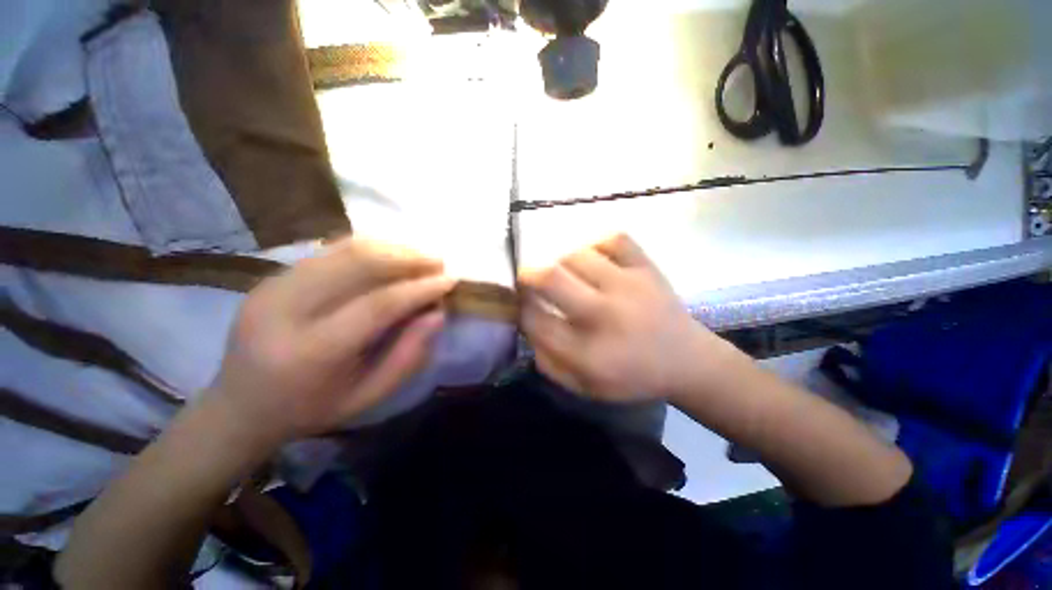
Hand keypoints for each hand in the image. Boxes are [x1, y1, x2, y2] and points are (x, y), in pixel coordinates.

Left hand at [209, 237, 454, 446]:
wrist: (239, 407)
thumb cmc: (310, 410)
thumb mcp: (367, 397)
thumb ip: (407, 356)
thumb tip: (437, 314)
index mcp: (311, 352)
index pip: (378, 305)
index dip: (419, 289)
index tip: (450, 279)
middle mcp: (286, 310)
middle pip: (359, 265)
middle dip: (408, 258)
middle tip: (438, 261)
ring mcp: (273, 287)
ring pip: (344, 250)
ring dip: (391, 248)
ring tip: (421, 255)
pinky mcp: (271, 277)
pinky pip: (329, 251)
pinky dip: (368, 248)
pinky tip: (391, 254)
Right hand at [520, 234, 722, 402]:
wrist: (687, 361)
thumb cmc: (631, 377)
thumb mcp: (582, 386)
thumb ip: (547, 360)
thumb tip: (526, 325)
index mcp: (587, 352)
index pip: (535, 319)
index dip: (520, 307)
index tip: (521, 304)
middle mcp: (604, 315)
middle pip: (550, 279)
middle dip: (527, 275)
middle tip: (526, 279)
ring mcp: (628, 286)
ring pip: (577, 256)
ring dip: (561, 263)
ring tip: (567, 275)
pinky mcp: (647, 268)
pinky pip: (613, 240)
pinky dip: (596, 245)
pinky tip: (595, 260)